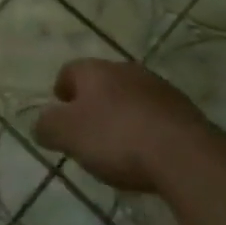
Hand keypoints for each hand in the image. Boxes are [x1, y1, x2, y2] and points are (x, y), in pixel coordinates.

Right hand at [33, 59, 205, 193]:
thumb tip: (40, 124)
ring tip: (120, 145)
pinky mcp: (185, 110)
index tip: (60, 113)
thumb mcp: (68, 135)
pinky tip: (149, 153)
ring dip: (123, 114)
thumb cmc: (116, 138)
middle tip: (88, 131)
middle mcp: (125, 69)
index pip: (70, 71)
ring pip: (131, 96)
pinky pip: (157, 115)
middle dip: (94, 102)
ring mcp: (159, 87)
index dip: (62, 91)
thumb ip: (47, 127)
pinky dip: (148, 128)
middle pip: (102, 82)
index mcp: (94, 70)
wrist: (184, 154)